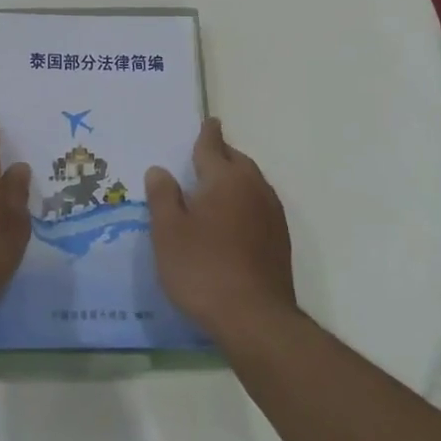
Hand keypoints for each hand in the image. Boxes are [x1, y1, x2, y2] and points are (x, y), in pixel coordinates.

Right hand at [145, 118, 296, 345]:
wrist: (255, 319)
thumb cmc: (203, 268)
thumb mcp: (168, 232)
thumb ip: (163, 196)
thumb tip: (160, 170)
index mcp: (226, 178)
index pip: (212, 146)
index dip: (207, 134)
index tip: (209, 121)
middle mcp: (254, 188)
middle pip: (237, 161)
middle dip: (221, 155)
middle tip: (204, 155)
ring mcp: (272, 215)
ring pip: (251, 183)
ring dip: (234, 179)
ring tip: (215, 188)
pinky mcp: (280, 240)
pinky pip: (258, 206)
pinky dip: (244, 202)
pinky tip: (231, 220)